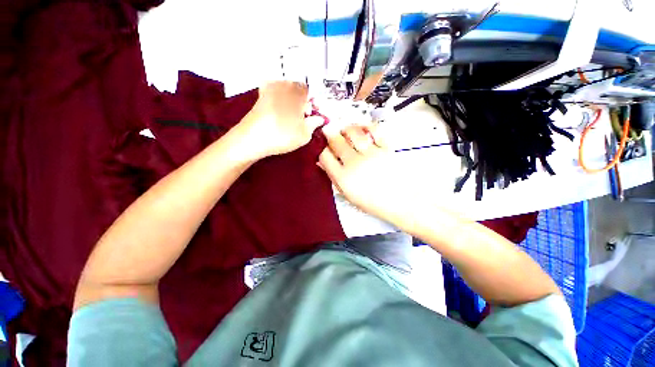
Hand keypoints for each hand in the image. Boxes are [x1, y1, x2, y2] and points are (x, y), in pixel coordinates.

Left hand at [240, 81, 323, 157]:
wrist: (252, 138)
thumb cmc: (282, 136)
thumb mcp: (304, 134)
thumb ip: (314, 124)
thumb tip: (319, 118)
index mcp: (297, 94)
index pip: (310, 92)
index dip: (313, 104)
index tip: (312, 115)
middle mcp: (284, 87)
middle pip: (298, 89)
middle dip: (303, 100)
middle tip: (303, 116)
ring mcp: (270, 90)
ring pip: (286, 88)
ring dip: (291, 98)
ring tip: (291, 113)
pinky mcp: (260, 97)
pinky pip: (272, 89)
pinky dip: (277, 93)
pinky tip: (278, 104)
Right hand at [318, 124, 410, 221]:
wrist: (399, 202)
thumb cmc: (371, 201)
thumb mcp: (347, 195)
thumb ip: (333, 177)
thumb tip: (320, 162)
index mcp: (343, 177)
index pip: (325, 156)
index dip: (321, 148)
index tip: (322, 146)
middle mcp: (354, 163)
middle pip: (337, 141)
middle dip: (330, 134)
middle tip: (329, 131)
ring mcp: (371, 154)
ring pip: (353, 132)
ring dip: (346, 128)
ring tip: (345, 130)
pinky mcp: (386, 148)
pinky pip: (374, 130)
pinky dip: (366, 126)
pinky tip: (362, 128)